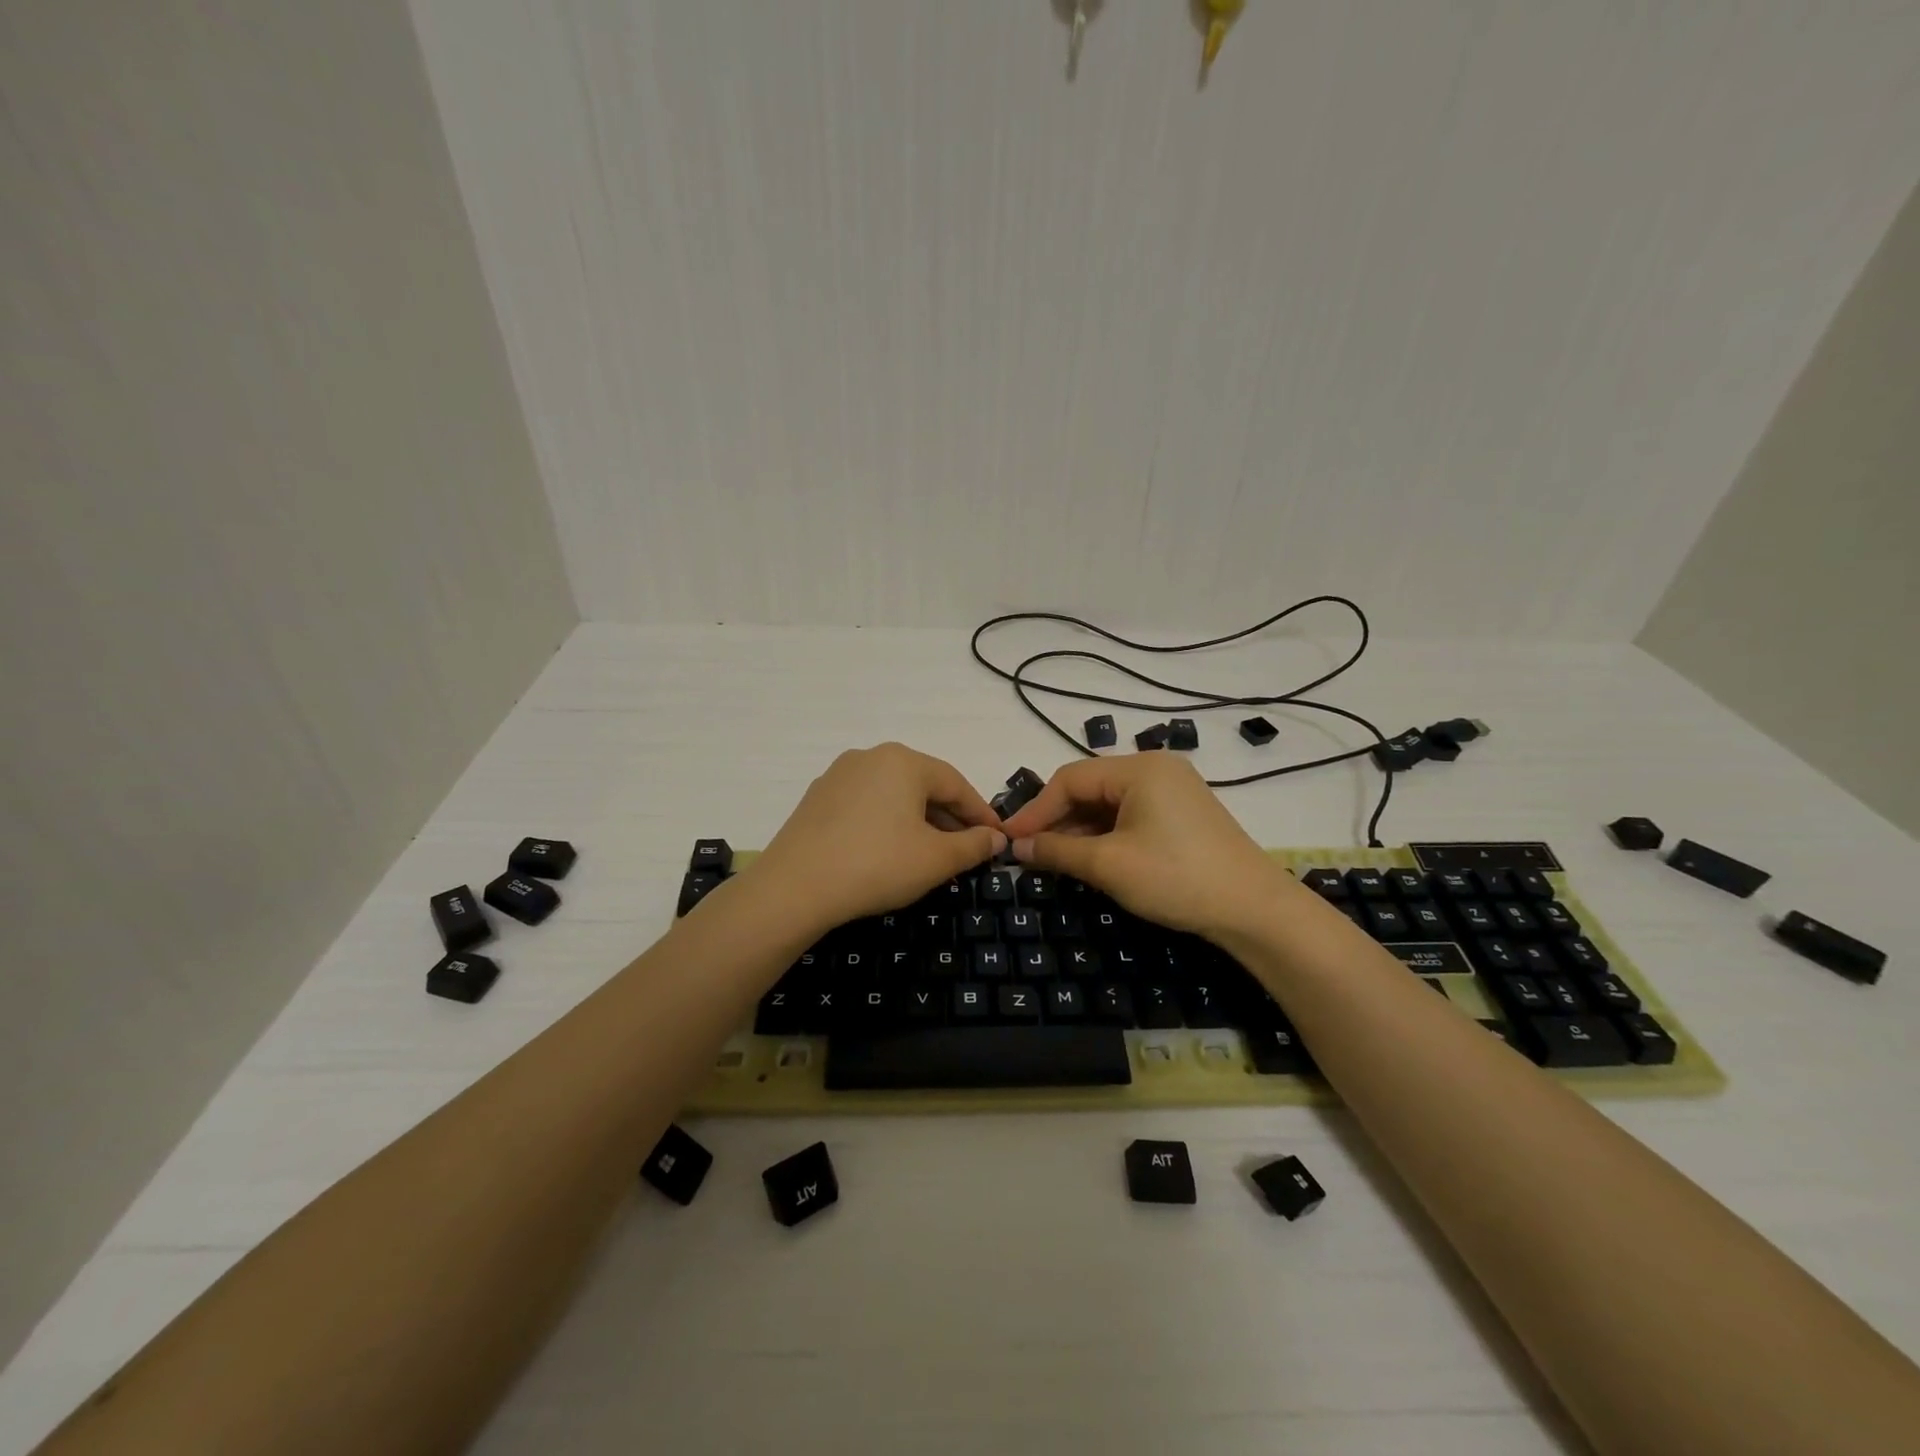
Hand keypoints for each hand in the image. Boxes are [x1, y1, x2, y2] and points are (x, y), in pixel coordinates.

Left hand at [748, 743, 1005, 931]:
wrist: (794, 887)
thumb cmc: (877, 865)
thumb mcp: (936, 859)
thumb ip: (973, 845)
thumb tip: (996, 837)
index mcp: (904, 761)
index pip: (956, 784)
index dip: (981, 814)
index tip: (997, 839)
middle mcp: (870, 757)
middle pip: (924, 786)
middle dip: (949, 818)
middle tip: (966, 851)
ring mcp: (839, 775)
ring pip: (894, 796)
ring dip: (918, 822)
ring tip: (930, 855)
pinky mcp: (817, 799)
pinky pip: (866, 806)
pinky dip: (886, 824)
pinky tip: (889, 852)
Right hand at [999, 753, 1296, 939]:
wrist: (1255, 911)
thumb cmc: (1176, 878)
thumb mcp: (1109, 865)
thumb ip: (1058, 850)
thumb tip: (1017, 846)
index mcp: (1140, 768)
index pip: (1070, 779)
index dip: (1035, 809)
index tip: (1009, 839)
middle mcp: (1156, 769)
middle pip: (1090, 787)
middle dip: (1057, 819)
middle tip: (1029, 851)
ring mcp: (1173, 791)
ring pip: (1109, 803)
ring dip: (1079, 830)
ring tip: (1053, 859)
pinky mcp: (1182, 815)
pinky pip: (1130, 815)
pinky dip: (1105, 835)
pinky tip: (1089, 858)